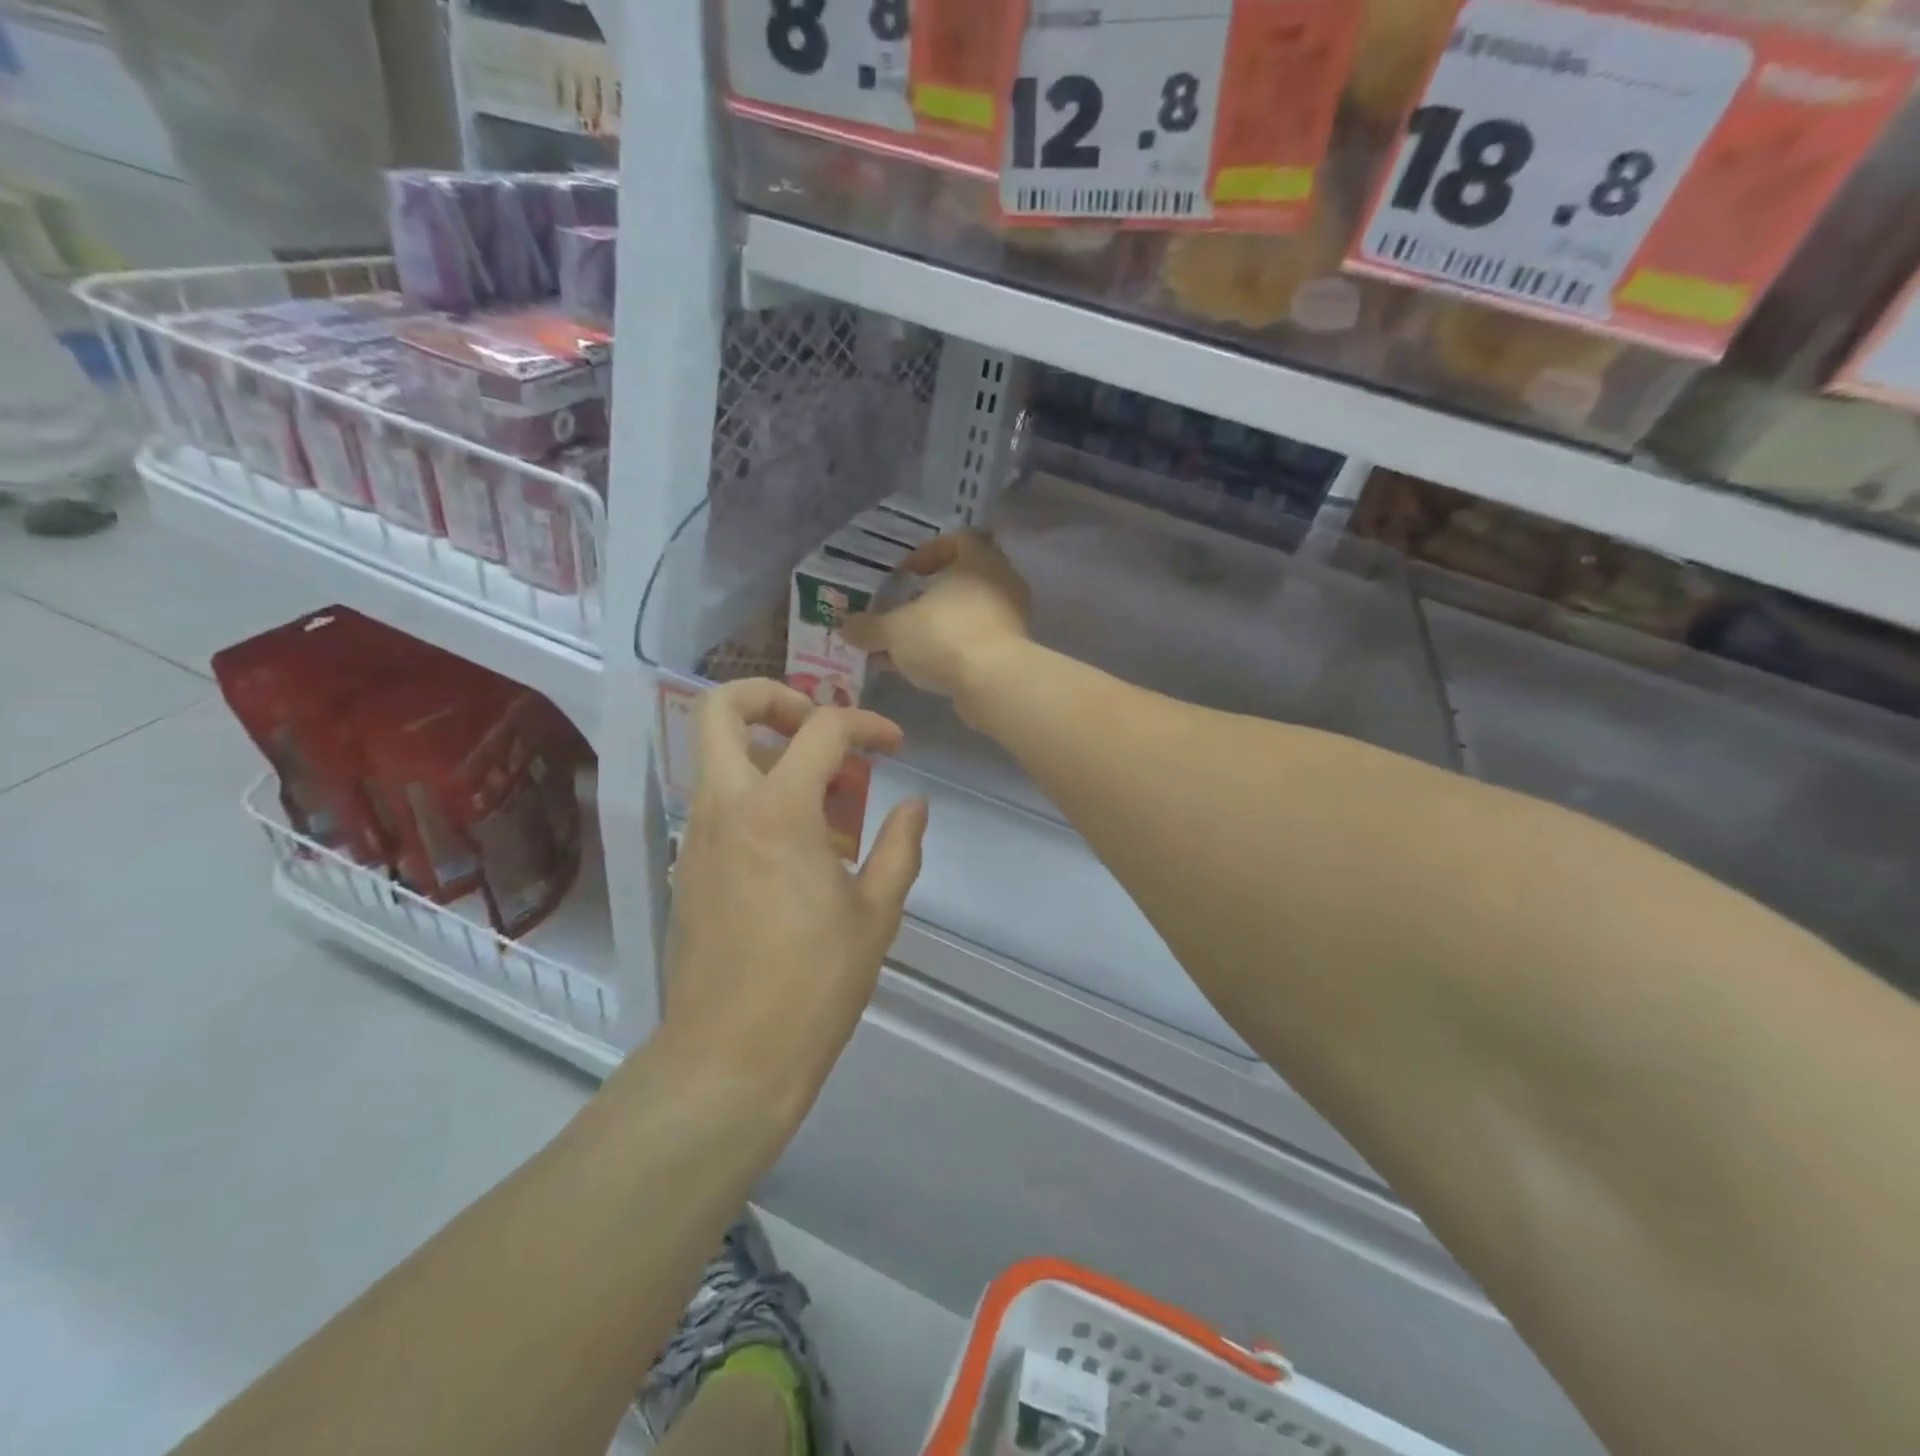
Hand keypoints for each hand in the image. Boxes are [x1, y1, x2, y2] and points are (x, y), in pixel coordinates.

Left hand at [657, 679, 927, 1127]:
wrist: (729, 1057)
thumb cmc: (814, 984)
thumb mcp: (876, 914)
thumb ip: (899, 847)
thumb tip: (914, 805)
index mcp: (778, 811)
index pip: (821, 729)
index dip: (866, 724)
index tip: (894, 746)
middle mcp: (725, 808)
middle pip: (721, 708)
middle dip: (772, 696)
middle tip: (817, 725)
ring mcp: (696, 837)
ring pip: (716, 756)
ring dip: (767, 752)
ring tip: (824, 797)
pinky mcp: (686, 868)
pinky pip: (717, 803)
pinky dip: (755, 796)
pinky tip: (798, 848)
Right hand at [842, 531, 1031, 705]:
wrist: (994, 683)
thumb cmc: (944, 636)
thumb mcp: (894, 630)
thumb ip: (868, 627)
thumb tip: (845, 628)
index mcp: (978, 559)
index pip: (958, 539)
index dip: (929, 553)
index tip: (906, 574)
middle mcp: (1001, 581)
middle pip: (962, 580)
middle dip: (929, 597)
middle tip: (902, 611)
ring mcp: (1011, 617)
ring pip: (967, 614)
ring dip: (937, 627)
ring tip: (905, 646)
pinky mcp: (1013, 649)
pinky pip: (976, 640)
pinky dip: (952, 648)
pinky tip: (924, 668)